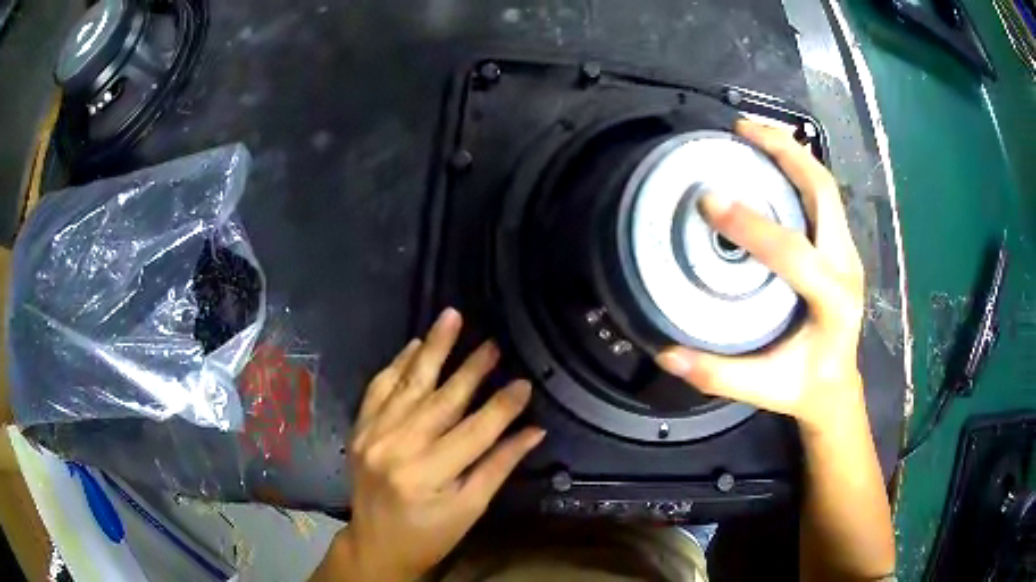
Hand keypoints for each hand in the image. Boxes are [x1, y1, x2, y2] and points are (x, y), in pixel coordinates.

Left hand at [329, 309, 544, 581]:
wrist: (375, 544)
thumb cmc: (429, 535)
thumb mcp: (469, 509)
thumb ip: (498, 467)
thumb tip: (533, 431)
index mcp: (428, 475)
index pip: (475, 432)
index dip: (502, 406)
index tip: (524, 383)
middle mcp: (396, 449)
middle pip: (441, 400)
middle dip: (471, 369)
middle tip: (492, 344)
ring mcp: (372, 435)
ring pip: (408, 385)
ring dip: (432, 350)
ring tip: (451, 318)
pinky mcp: (359, 429)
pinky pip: (378, 388)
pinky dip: (397, 364)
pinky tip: (414, 345)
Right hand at [656, 120, 865, 433]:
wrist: (837, 386)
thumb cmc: (805, 387)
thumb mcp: (763, 388)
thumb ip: (718, 373)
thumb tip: (666, 352)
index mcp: (833, 303)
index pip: (795, 254)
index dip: (752, 226)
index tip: (709, 199)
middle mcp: (846, 267)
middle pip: (824, 192)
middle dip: (785, 153)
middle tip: (741, 131)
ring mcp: (847, 252)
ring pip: (825, 187)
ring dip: (790, 153)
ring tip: (750, 133)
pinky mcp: (839, 246)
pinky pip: (821, 197)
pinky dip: (796, 169)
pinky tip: (768, 161)